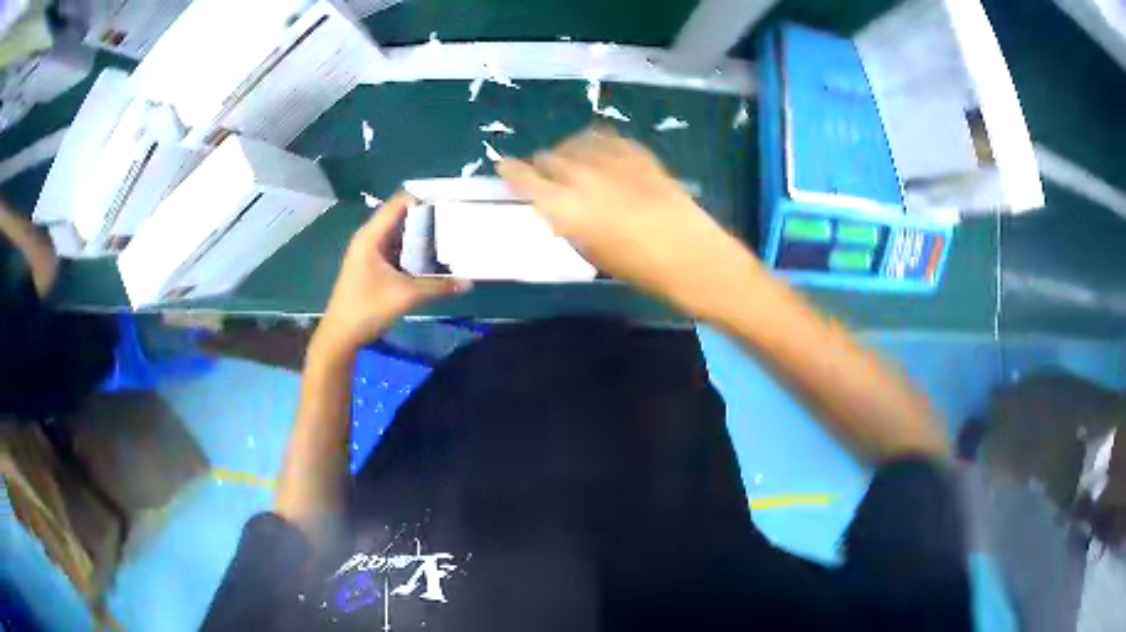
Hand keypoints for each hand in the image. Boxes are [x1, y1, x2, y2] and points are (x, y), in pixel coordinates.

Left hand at [317, 193, 470, 354]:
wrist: (341, 336)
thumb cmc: (367, 308)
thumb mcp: (405, 295)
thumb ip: (438, 286)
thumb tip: (468, 283)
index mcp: (372, 236)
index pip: (399, 203)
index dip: (423, 199)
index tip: (450, 202)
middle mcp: (370, 239)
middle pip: (401, 218)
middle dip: (427, 218)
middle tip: (456, 220)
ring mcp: (370, 254)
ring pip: (400, 236)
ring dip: (421, 237)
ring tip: (451, 237)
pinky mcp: (373, 268)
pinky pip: (397, 252)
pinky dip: (414, 252)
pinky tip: (433, 259)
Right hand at [498, 128, 761, 319]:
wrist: (693, 256)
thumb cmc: (641, 269)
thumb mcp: (592, 253)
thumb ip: (569, 224)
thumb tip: (558, 208)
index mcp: (565, 207)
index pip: (524, 178)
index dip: (511, 171)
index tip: (504, 168)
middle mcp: (583, 175)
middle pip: (549, 157)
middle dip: (543, 166)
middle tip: (547, 178)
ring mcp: (613, 159)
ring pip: (576, 142)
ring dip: (568, 152)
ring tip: (573, 164)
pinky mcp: (638, 153)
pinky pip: (607, 138)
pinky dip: (596, 144)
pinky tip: (600, 155)